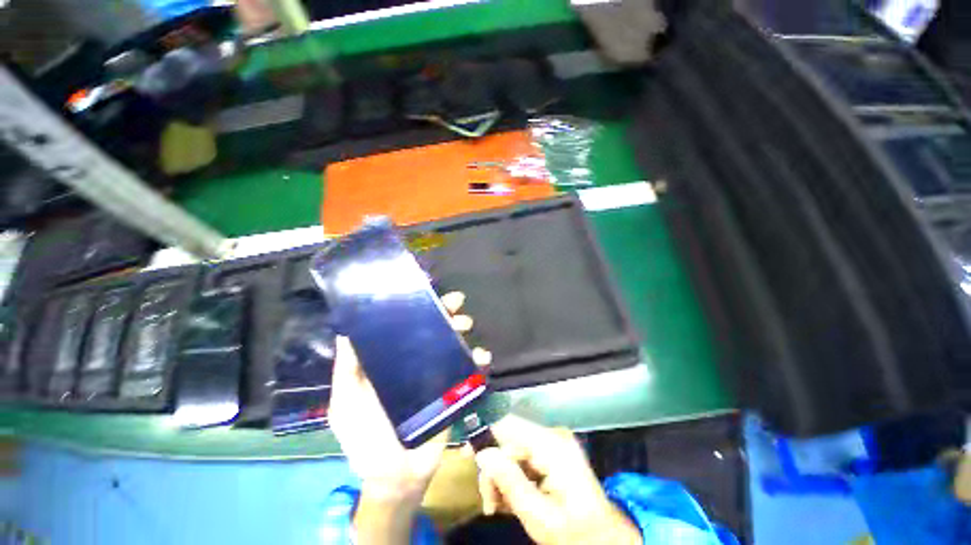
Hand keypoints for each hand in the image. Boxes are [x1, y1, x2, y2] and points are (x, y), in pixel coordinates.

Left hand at [329, 292, 490, 542]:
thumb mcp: (347, 402)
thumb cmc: (366, 437)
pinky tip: (482, 355)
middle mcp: (417, 362)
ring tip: (465, 324)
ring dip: (462, 329)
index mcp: (393, 360)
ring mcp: (438, 375)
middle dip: (445, 312)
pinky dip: (480, 360)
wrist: (397, 474)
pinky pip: (471, 370)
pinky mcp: (455, 390)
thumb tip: (346, 332)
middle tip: (455, 301)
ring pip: (454, 344)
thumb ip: (347, 370)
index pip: (407, 327)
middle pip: (434, 330)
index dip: (417, 308)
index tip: (427, 289)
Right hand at [473, 416, 641, 544]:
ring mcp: (553, 443)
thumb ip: (509, 482)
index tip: (467, 457)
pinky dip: (513, 476)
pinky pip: (523, 457)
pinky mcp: (552, 452)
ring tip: (499, 506)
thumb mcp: (539, 516)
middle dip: (494, 469)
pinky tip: (511, 498)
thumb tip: (482, 454)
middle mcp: (552, 436)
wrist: (605, 541)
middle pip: (509, 440)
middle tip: (489, 503)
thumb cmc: (575, 533)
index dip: (485, 435)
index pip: (509, 426)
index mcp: (552, 445)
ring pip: (513, 450)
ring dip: (502, 476)